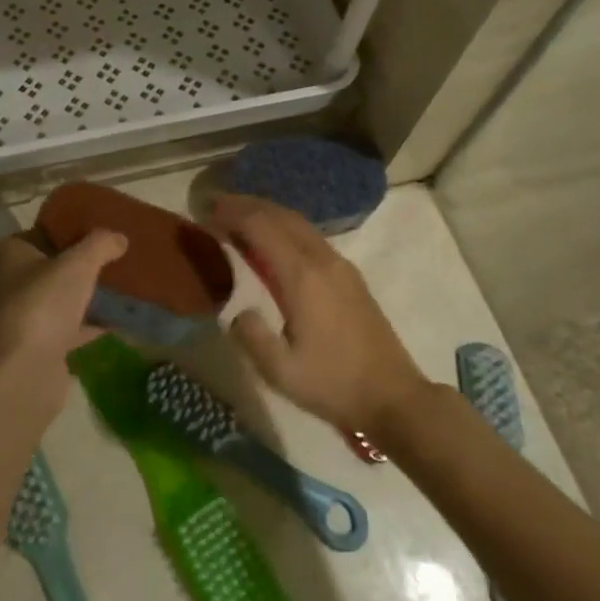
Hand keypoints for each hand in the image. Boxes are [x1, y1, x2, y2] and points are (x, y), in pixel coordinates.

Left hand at [0, 229, 126, 409]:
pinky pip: (70, 329)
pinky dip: (90, 324)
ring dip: (78, 295)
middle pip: (37, 269)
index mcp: (8, 257)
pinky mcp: (41, 349)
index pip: (15, 240)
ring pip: (55, 300)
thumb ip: (99, 245)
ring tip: (114, 283)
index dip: (34, 235)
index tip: (60, 232)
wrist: (27, 372)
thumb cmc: (43, 302)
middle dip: (63, 264)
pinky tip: (119, 320)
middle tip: (97, 254)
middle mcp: (10, 286)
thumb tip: (119, 237)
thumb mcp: (78, 263)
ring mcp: (24, 320)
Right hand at [214, 195, 430, 438]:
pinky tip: (271, 239)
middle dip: (246, 205)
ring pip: (298, 222)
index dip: (232, 214)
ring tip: (237, 215)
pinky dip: (283, 225)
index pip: (261, 227)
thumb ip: (251, 336)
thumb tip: (237, 310)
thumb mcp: (281, 371)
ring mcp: (339, 264)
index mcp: (302, 276)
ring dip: (266, 212)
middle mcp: (321, 259)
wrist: (393, 396)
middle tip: (215, 204)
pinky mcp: (349, 274)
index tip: (206, 210)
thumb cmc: (334, 384)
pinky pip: (310, 235)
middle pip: (280, 215)